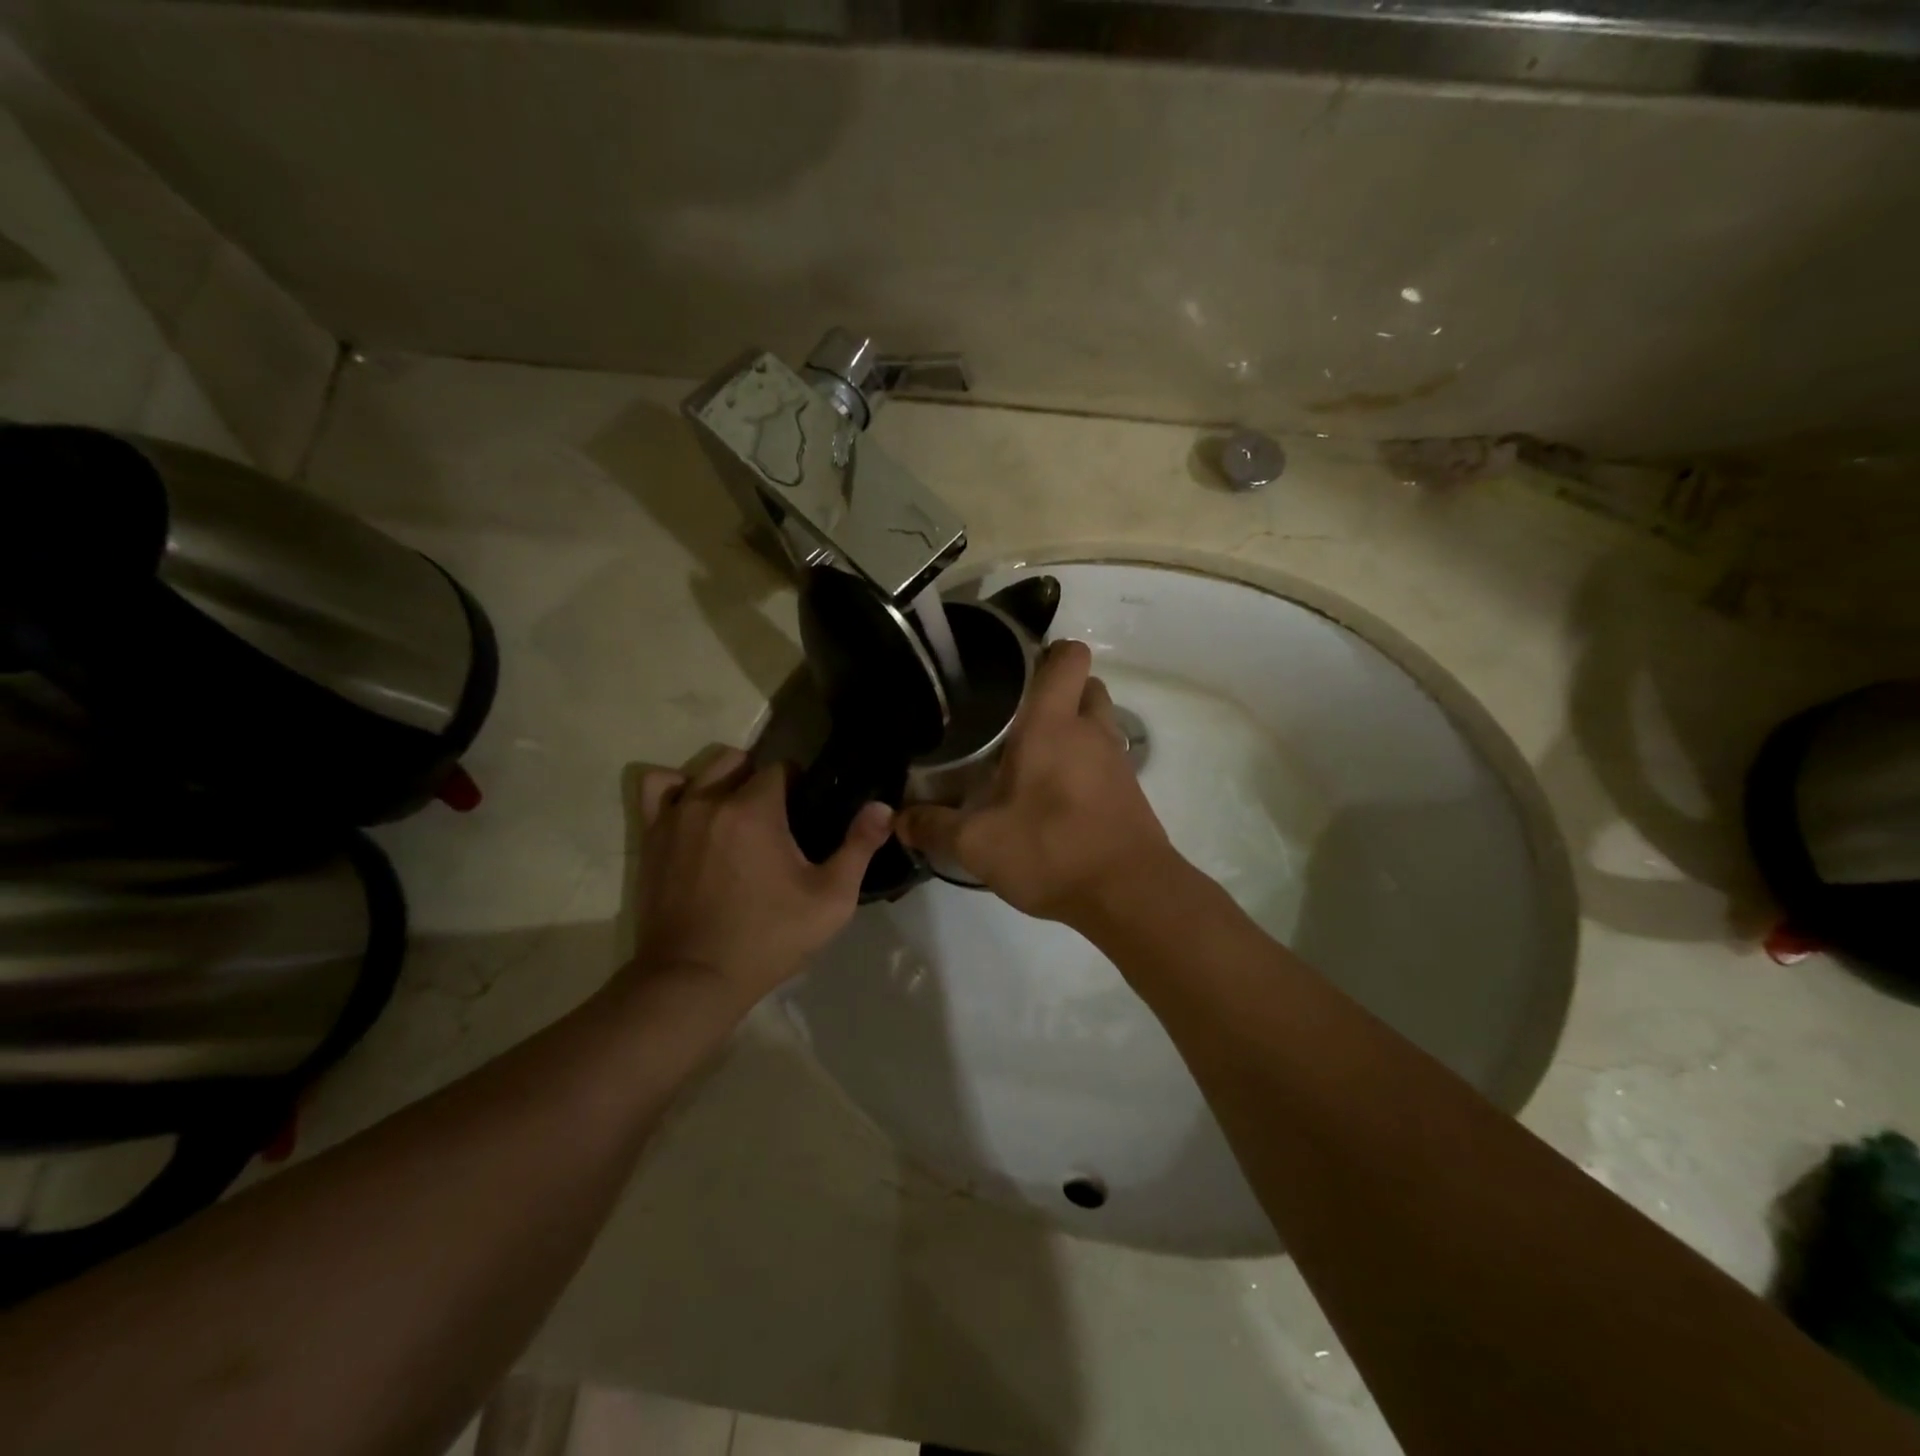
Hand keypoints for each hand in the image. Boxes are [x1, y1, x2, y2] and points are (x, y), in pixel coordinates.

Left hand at [630, 748, 891, 1004]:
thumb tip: (883, 807)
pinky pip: (656, 787)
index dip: (799, 783)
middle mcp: (710, 800)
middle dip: (761, 779)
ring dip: (724, 780)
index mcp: (755, 809)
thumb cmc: (769, 938)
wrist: (694, 979)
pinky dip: (676, 788)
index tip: (806, 810)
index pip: (780, 768)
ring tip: (737, 813)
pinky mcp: (650, 836)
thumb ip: (859, 847)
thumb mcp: (830, 899)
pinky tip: (693, 809)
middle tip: (777, 816)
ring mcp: (674, 816)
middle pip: (739, 761)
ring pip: (702, 770)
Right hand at [895, 640, 1177, 927]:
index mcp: (1053, 725)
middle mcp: (1091, 731)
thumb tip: (899, 818)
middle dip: (1060, 691)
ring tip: (1034, 755)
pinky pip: (1107, 758)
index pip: (1069, 657)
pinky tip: (1055, 793)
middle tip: (1019, 715)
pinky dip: (1086, 762)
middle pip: (1087, 684)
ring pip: (1099, 721)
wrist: (1130, 894)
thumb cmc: (1052, 850)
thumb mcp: (978, 844)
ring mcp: (1117, 760)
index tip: (1018, 667)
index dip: (1050, 651)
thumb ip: (934, 827)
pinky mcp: (1130, 790)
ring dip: (1075, 727)